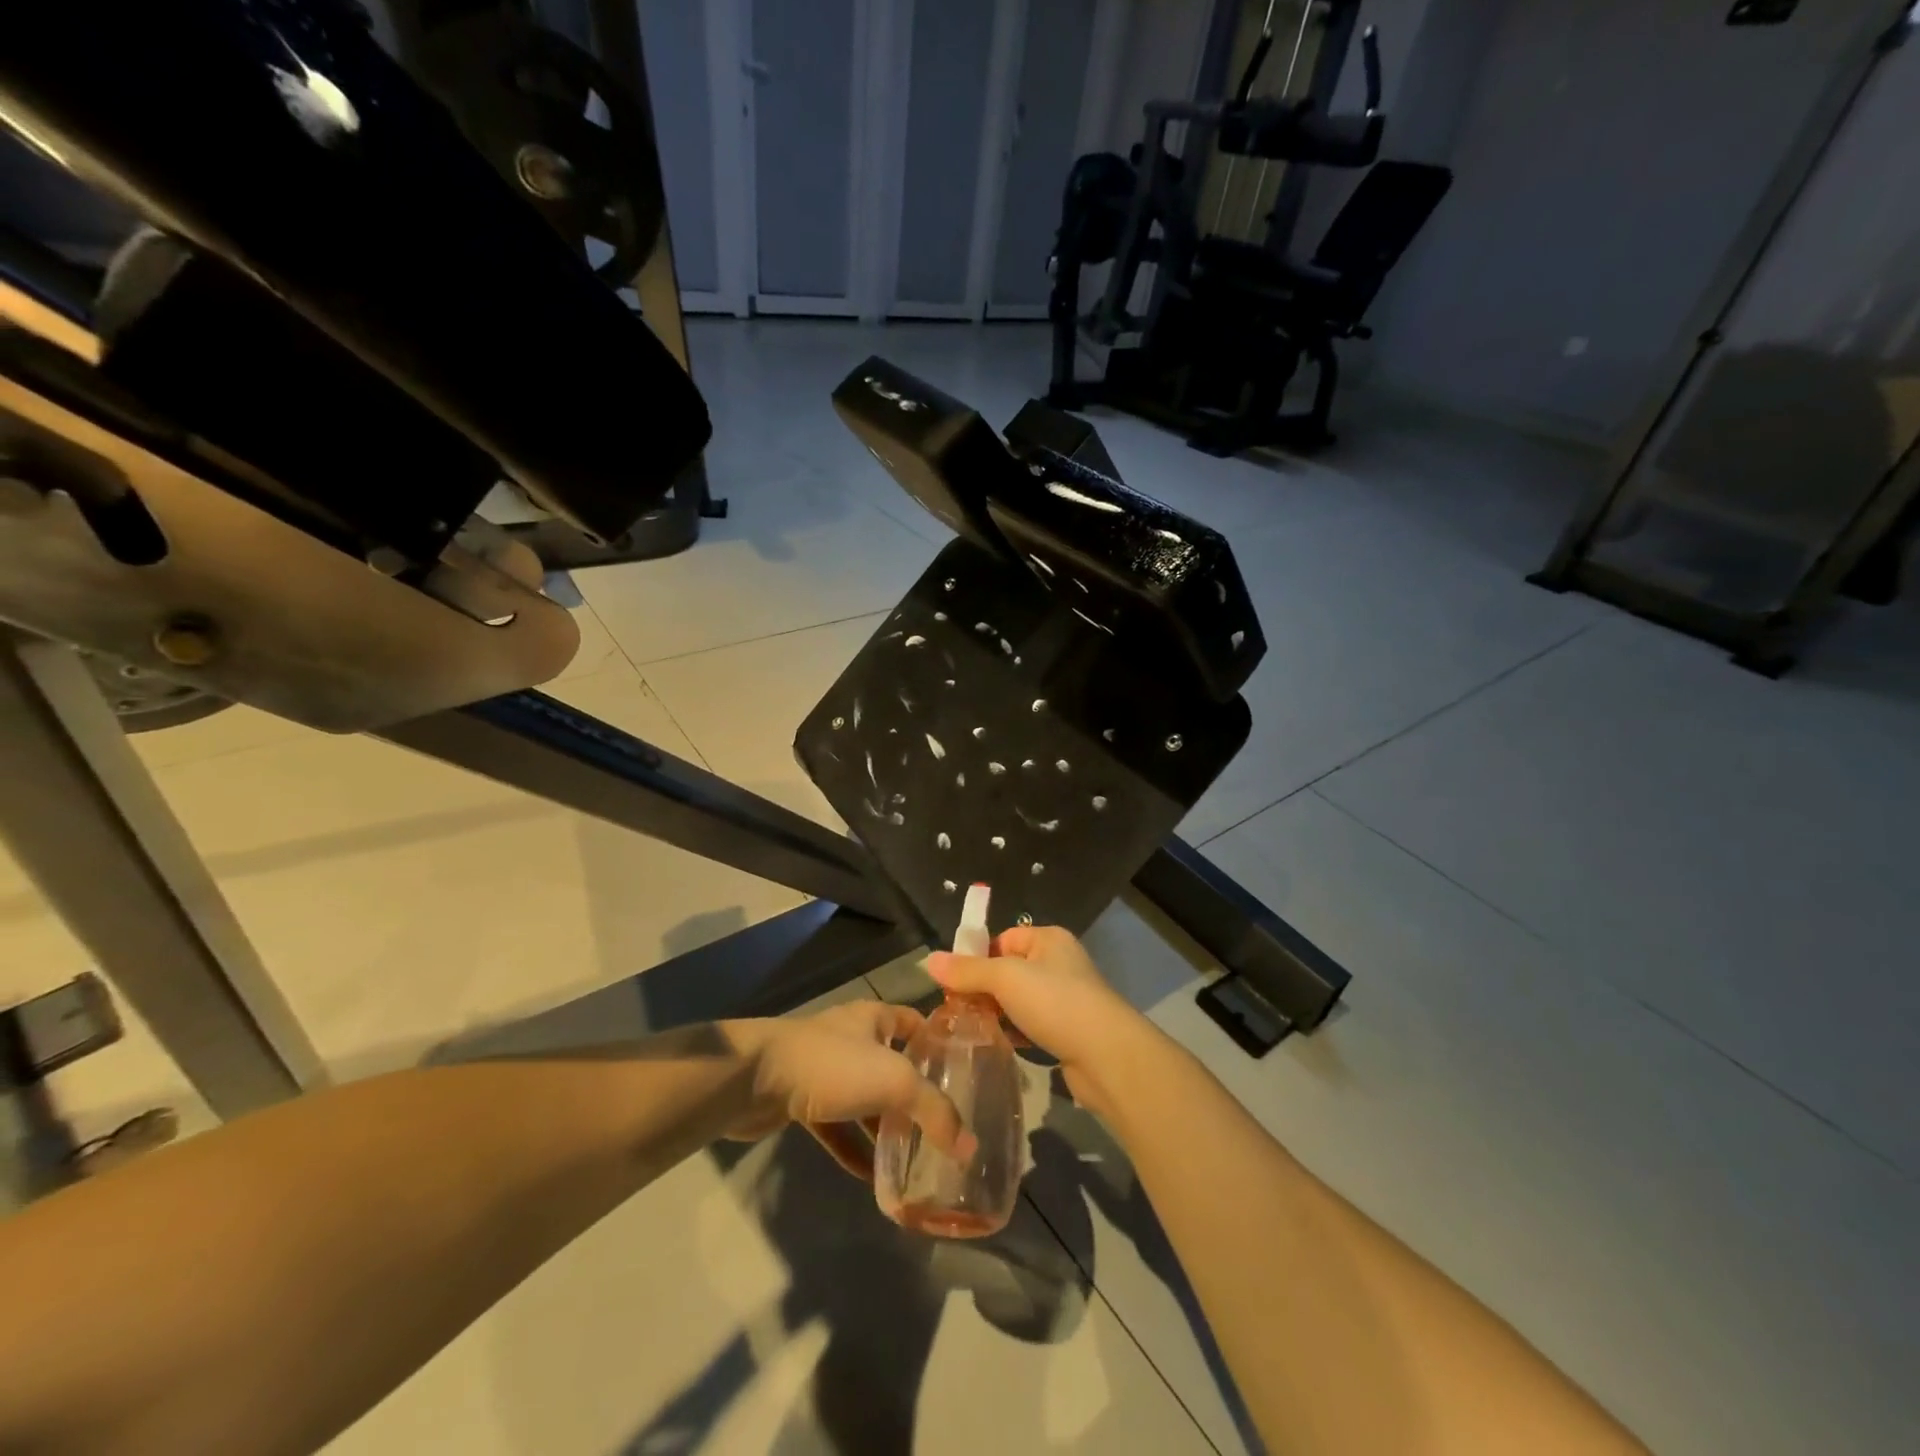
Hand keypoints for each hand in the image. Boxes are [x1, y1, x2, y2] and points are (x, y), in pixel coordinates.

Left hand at [722, 1003, 971, 1179]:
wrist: (755, 1079)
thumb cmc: (832, 1065)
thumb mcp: (894, 1081)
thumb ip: (934, 1111)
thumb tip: (969, 1147)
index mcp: (875, 1018)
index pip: (917, 1023)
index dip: (940, 1045)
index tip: (966, 1076)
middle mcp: (853, 1038)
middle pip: (893, 1064)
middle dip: (916, 1094)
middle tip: (945, 1126)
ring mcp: (826, 1070)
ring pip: (865, 1099)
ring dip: (885, 1127)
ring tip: (915, 1158)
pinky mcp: (802, 1100)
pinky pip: (837, 1127)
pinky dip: (854, 1148)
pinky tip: (872, 1179)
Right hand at [927, 925, 1154, 1117]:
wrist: (1107, 1056)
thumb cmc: (1055, 1002)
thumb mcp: (1005, 979)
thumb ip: (967, 971)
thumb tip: (928, 960)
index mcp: (1049, 939)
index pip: (1003, 939)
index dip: (978, 957)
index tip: (954, 982)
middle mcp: (1059, 963)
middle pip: (1009, 970)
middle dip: (983, 989)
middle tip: (956, 1009)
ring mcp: (1066, 998)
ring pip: (1019, 1000)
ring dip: (997, 1013)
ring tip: (970, 1029)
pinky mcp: (1068, 1030)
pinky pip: (1032, 1024)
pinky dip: (1015, 1032)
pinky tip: (997, 1044)